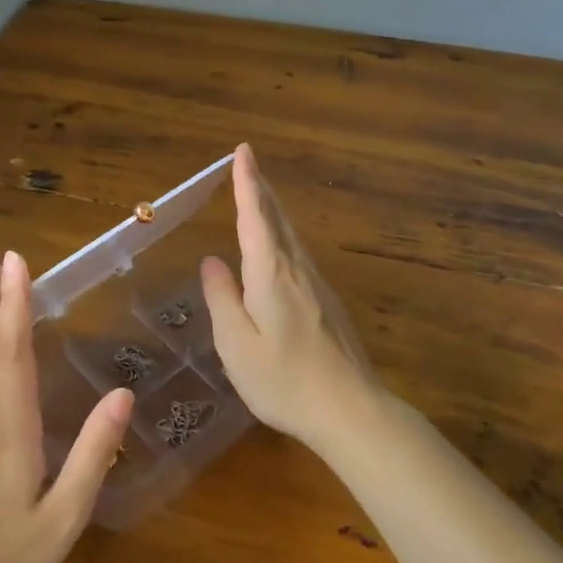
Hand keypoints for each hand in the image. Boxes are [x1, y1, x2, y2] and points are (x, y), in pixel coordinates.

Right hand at [200, 144, 385, 451]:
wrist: (351, 411)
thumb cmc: (285, 380)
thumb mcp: (236, 344)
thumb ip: (222, 298)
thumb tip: (211, 261)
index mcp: (271, 274)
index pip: (255, 217)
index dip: (247, 182)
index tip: (243, 151)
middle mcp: (296, 270)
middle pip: (278, 218)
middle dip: (261, 187)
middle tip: (248, 161)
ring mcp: (317, 285)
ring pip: (291, 235)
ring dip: (272, 208)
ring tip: (257, 193)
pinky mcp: (327, 303)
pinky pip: (298, 254)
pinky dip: (281, 234)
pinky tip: (276, 246)